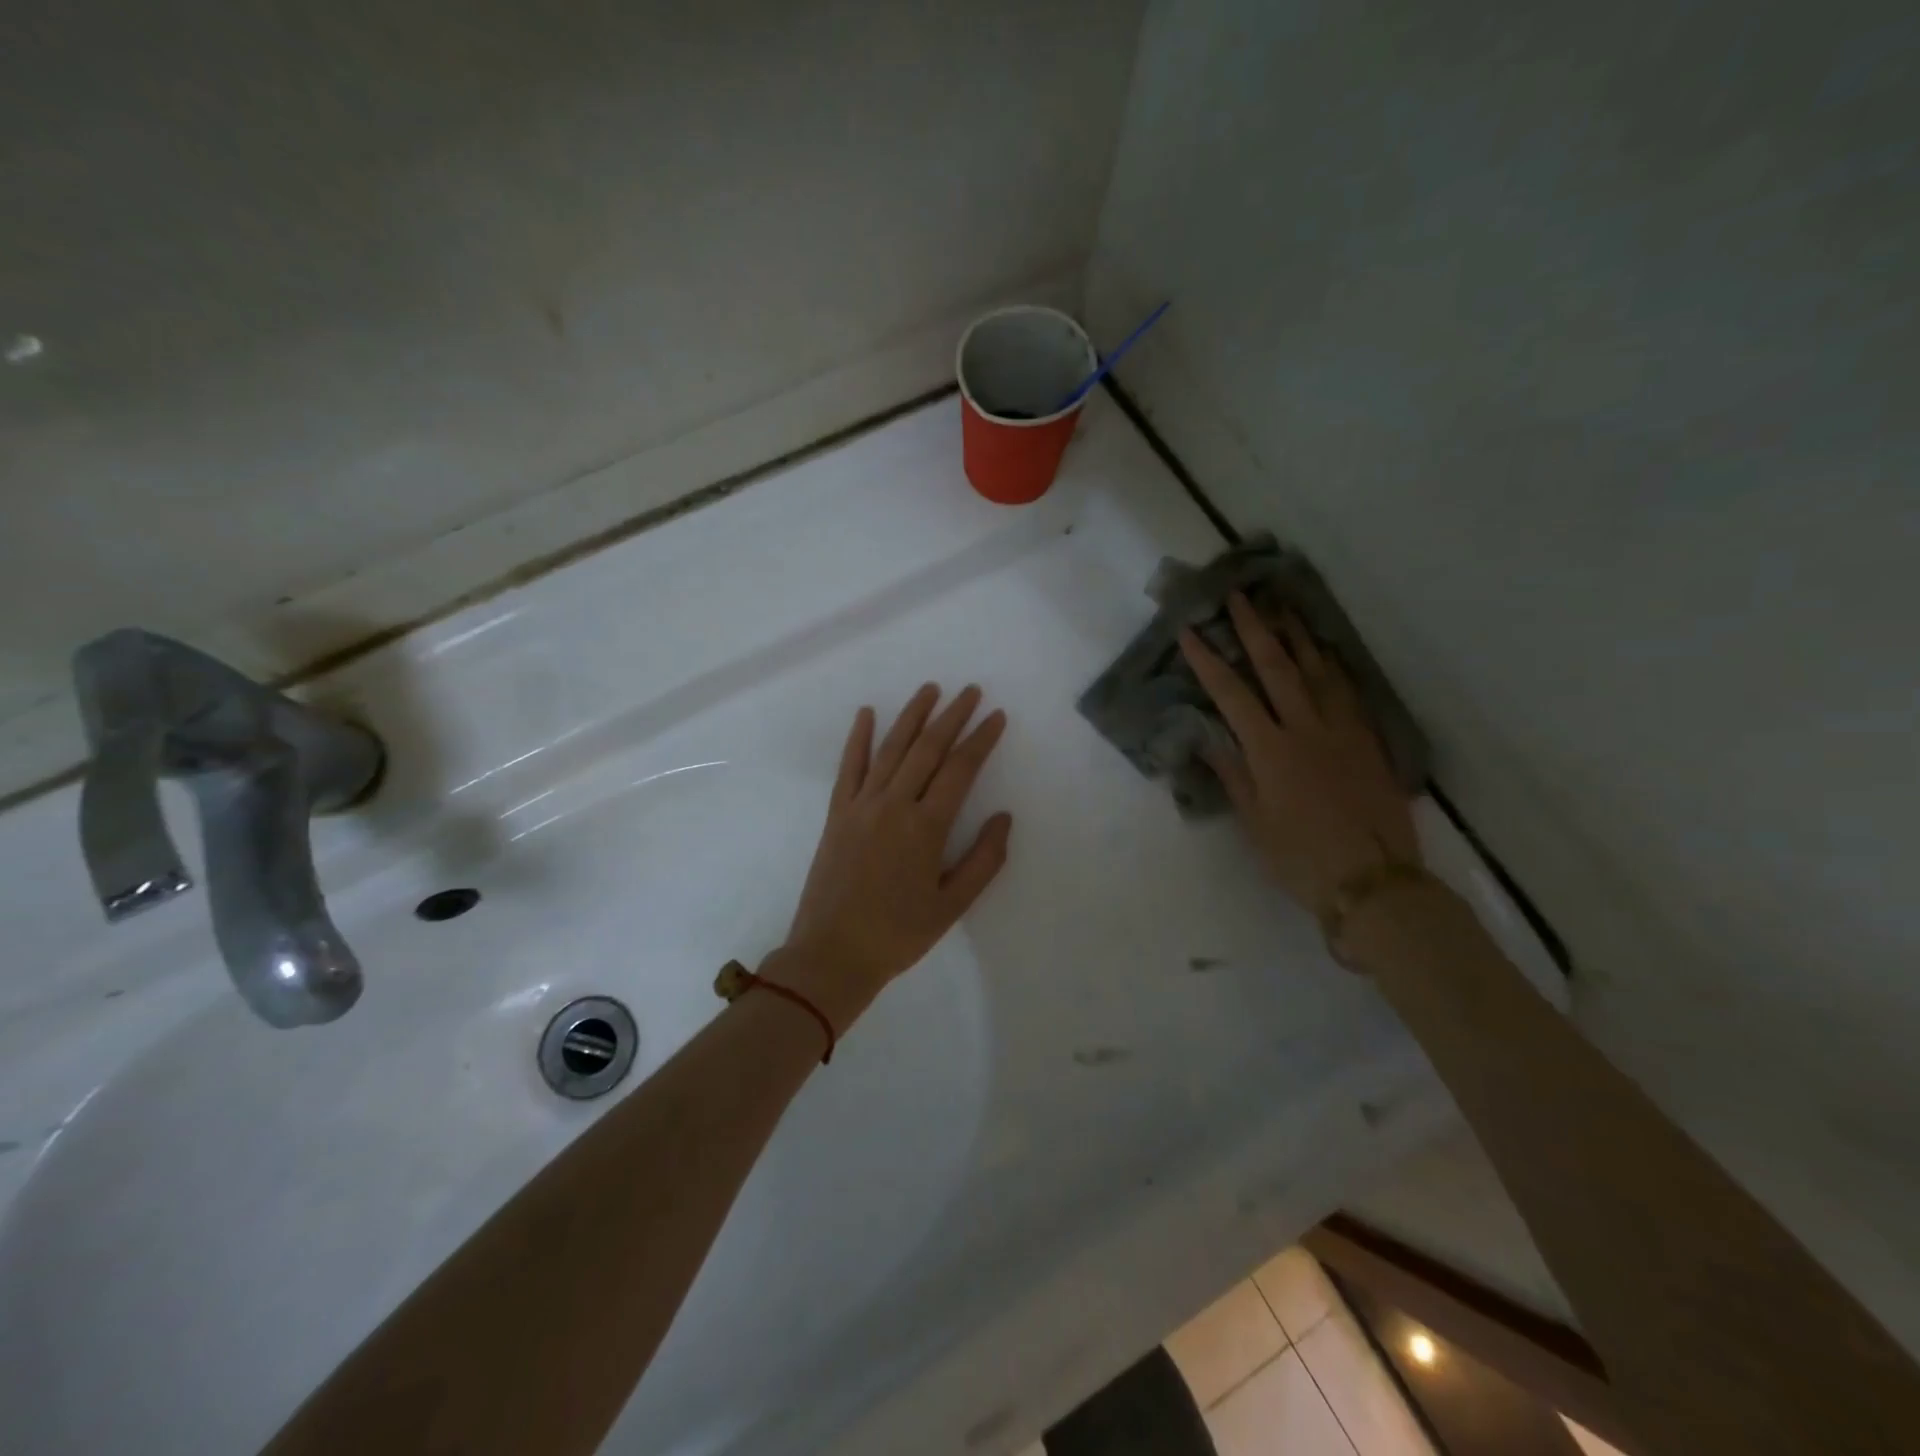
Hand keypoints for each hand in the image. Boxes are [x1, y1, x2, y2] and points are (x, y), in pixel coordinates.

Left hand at [769, 684, 1012, 1033]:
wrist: (832, 954)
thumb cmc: (898, 934)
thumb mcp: (952, 906)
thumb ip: (983, 860)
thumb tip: (1004, 818)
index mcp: (926, 827)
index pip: (960, 769)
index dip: (981, 739)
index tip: (996, 716)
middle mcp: (894, 805)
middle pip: (927, 749)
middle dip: (952, 716)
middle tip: (971, 691)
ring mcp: (861, 805)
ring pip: (890, 748)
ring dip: (911, 716)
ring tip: (929, 689)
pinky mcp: (837, 813)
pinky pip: (849, 767)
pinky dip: (858, 738)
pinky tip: (866, 714)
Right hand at [1179, 594, 1416, 917]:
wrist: (1373, 881)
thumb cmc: (1300, 858)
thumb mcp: (1255, 822)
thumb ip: (1234, 775)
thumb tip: (1209, 737)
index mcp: (1271, 751)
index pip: (1232, 695)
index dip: (1209, 661)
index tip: (1191, 631)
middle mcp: (1306, 730)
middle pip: (1277, 669)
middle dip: (1255, 630)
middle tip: (1241, 596)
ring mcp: (1342, 732)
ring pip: (1318, 672)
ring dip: (1297, 637)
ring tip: (1284, 608)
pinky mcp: (1368, 743)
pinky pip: (1348, 693)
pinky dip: (1333, 668)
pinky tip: (1327, 654)